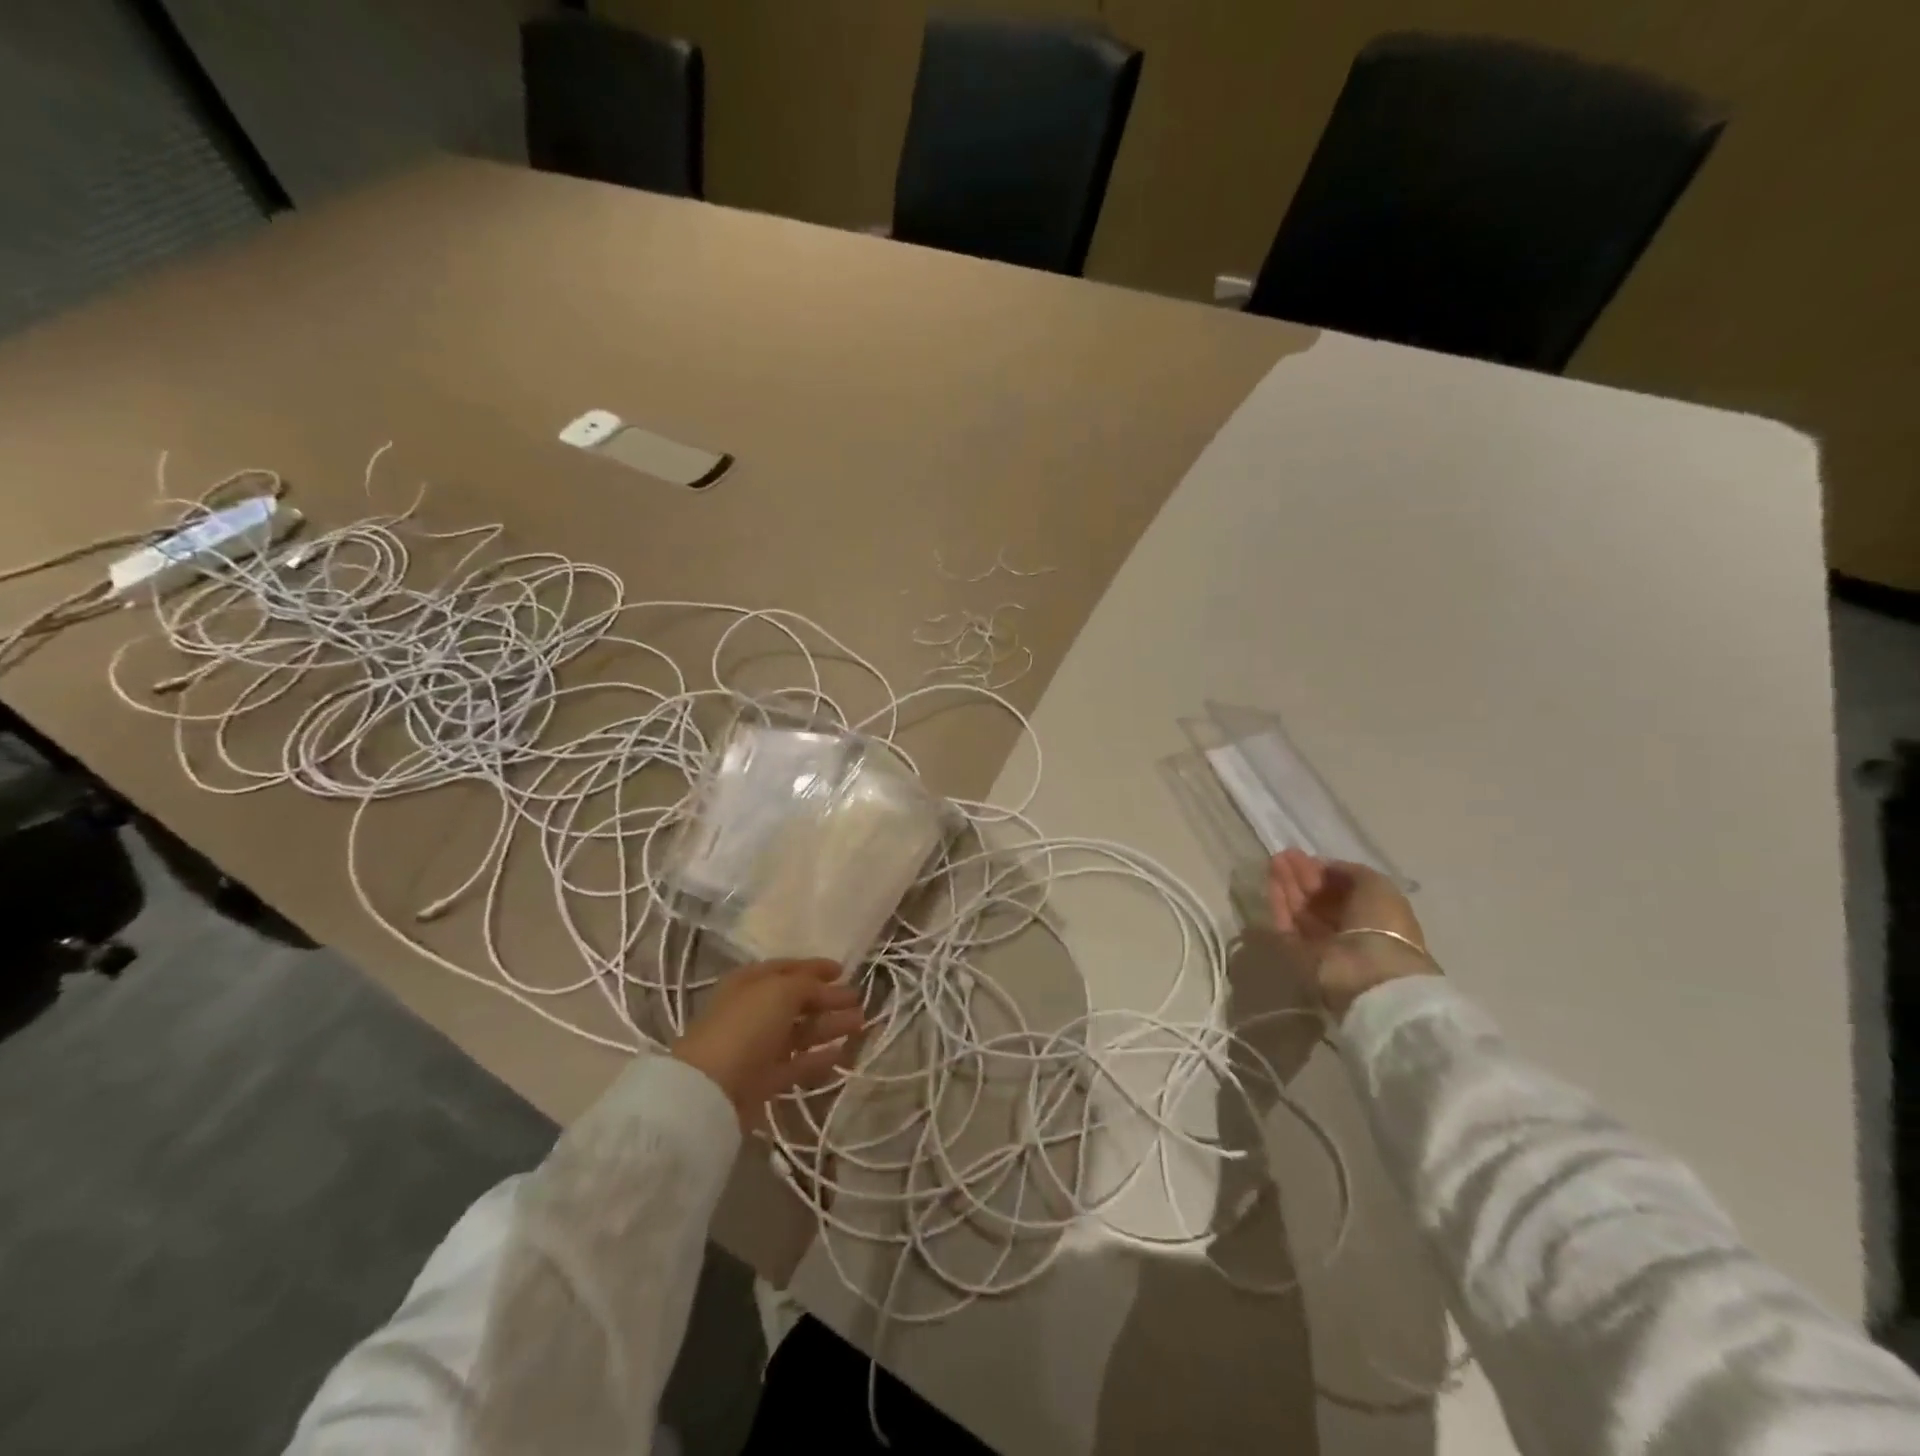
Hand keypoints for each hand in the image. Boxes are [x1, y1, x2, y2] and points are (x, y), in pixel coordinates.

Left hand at [672, 960, 865, 1130]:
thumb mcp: (780, 991)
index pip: (787, 969)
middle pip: (796, 1001)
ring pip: (800, 1032)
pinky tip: (842, 1054)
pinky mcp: (763, 1080)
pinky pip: (797, 1064)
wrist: (711, 1089)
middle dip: (828, 999)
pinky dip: (818, 1058)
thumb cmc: (745, 1025)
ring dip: (829, 1026)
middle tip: (858, 1000)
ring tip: (860, 1024)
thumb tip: (826, 988)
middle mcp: (753, 1011)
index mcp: (750, 982)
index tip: (843, 971)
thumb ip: (808, 985)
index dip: (815, 968)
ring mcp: (757, 1047)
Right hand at [1266, 849, 1435, 1018]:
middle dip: (1302, 875)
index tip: (1306, 856)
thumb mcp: (1377, 885)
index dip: (1325, 872)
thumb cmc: (1381, 923)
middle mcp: (1347, 929)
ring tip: (1274, 862)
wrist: (1368, 970)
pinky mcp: (1298, 953)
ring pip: (1300, 909)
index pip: (1343, 890)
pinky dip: (1279, 902)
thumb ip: (1350, 871)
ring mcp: (1322, 943)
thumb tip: (1324, 866)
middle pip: (1319, 898)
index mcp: (1373, 914)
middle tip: (1284, 855)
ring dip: (1287, 884)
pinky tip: (1272, 882)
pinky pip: (1286, 924)